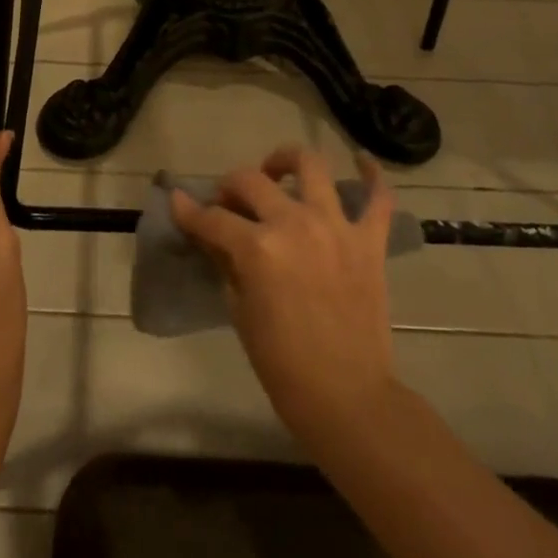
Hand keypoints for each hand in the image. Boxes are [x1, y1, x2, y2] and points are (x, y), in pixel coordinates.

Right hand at [172, 147, 396, 444]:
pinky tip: (361, 161)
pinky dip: (372, 175)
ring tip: (278, 171)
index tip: (177, 201)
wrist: (347, 397)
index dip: (189, 210)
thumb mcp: (240, 311)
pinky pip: (379, 198)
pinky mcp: (369, 241)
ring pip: (311, 166)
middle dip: (230, 186)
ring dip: (288, 160)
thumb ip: (227, 262)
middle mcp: (295, 224)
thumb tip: (213, 234)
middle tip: (227, 202)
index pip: (212, 218)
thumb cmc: (283, 364)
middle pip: (251, 180)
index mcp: (258, 248)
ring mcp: (336, 227)